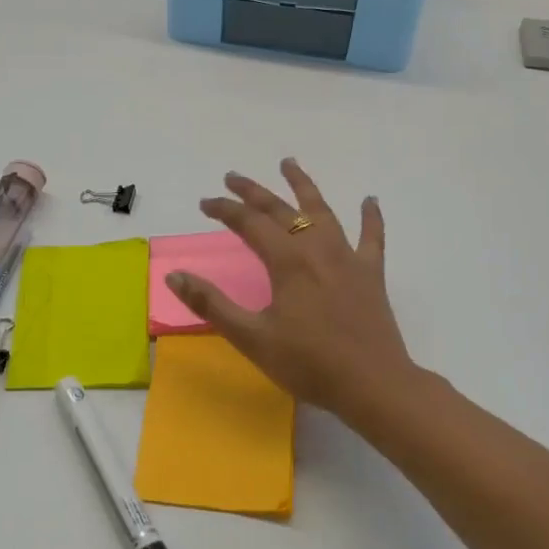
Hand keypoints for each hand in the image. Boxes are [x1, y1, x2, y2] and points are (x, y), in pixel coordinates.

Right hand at [168, 159, 418, 431]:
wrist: (372, 384)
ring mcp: (348, 258)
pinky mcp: (371, 274)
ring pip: (323, 211)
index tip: (206, 203)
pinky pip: (372, 237)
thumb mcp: (251, 337)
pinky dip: (371, 217)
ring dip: (303, 186)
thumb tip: (175, 275)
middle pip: (282, 209)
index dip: (225, 209)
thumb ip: (212, 304)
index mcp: (287, 261)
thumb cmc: (308, 364)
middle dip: (254, 191)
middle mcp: (317, 249)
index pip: (249, 223)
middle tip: (233, 177)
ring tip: (289, 164)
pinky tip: (370, 200)